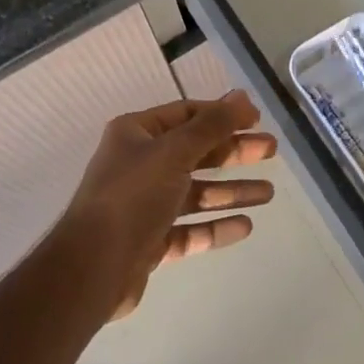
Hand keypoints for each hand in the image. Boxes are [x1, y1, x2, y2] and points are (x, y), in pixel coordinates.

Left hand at [57, 90, 277, 318]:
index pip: (186, 114)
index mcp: (136, 135)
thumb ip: (211, 125)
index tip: (257, 119)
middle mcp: (139, 165)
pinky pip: (190, 229)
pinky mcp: (150, 242)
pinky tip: (246, 226)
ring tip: (269, 193)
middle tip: (271, 151)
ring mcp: (144, 205)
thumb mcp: (174, 152)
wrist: (92, 267)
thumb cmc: (132, 196)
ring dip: (232, 191)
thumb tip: (241, 95)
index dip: (222, 114)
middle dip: (234, 152)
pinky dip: (216, 226)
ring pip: (196, 192)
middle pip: (195, 153)